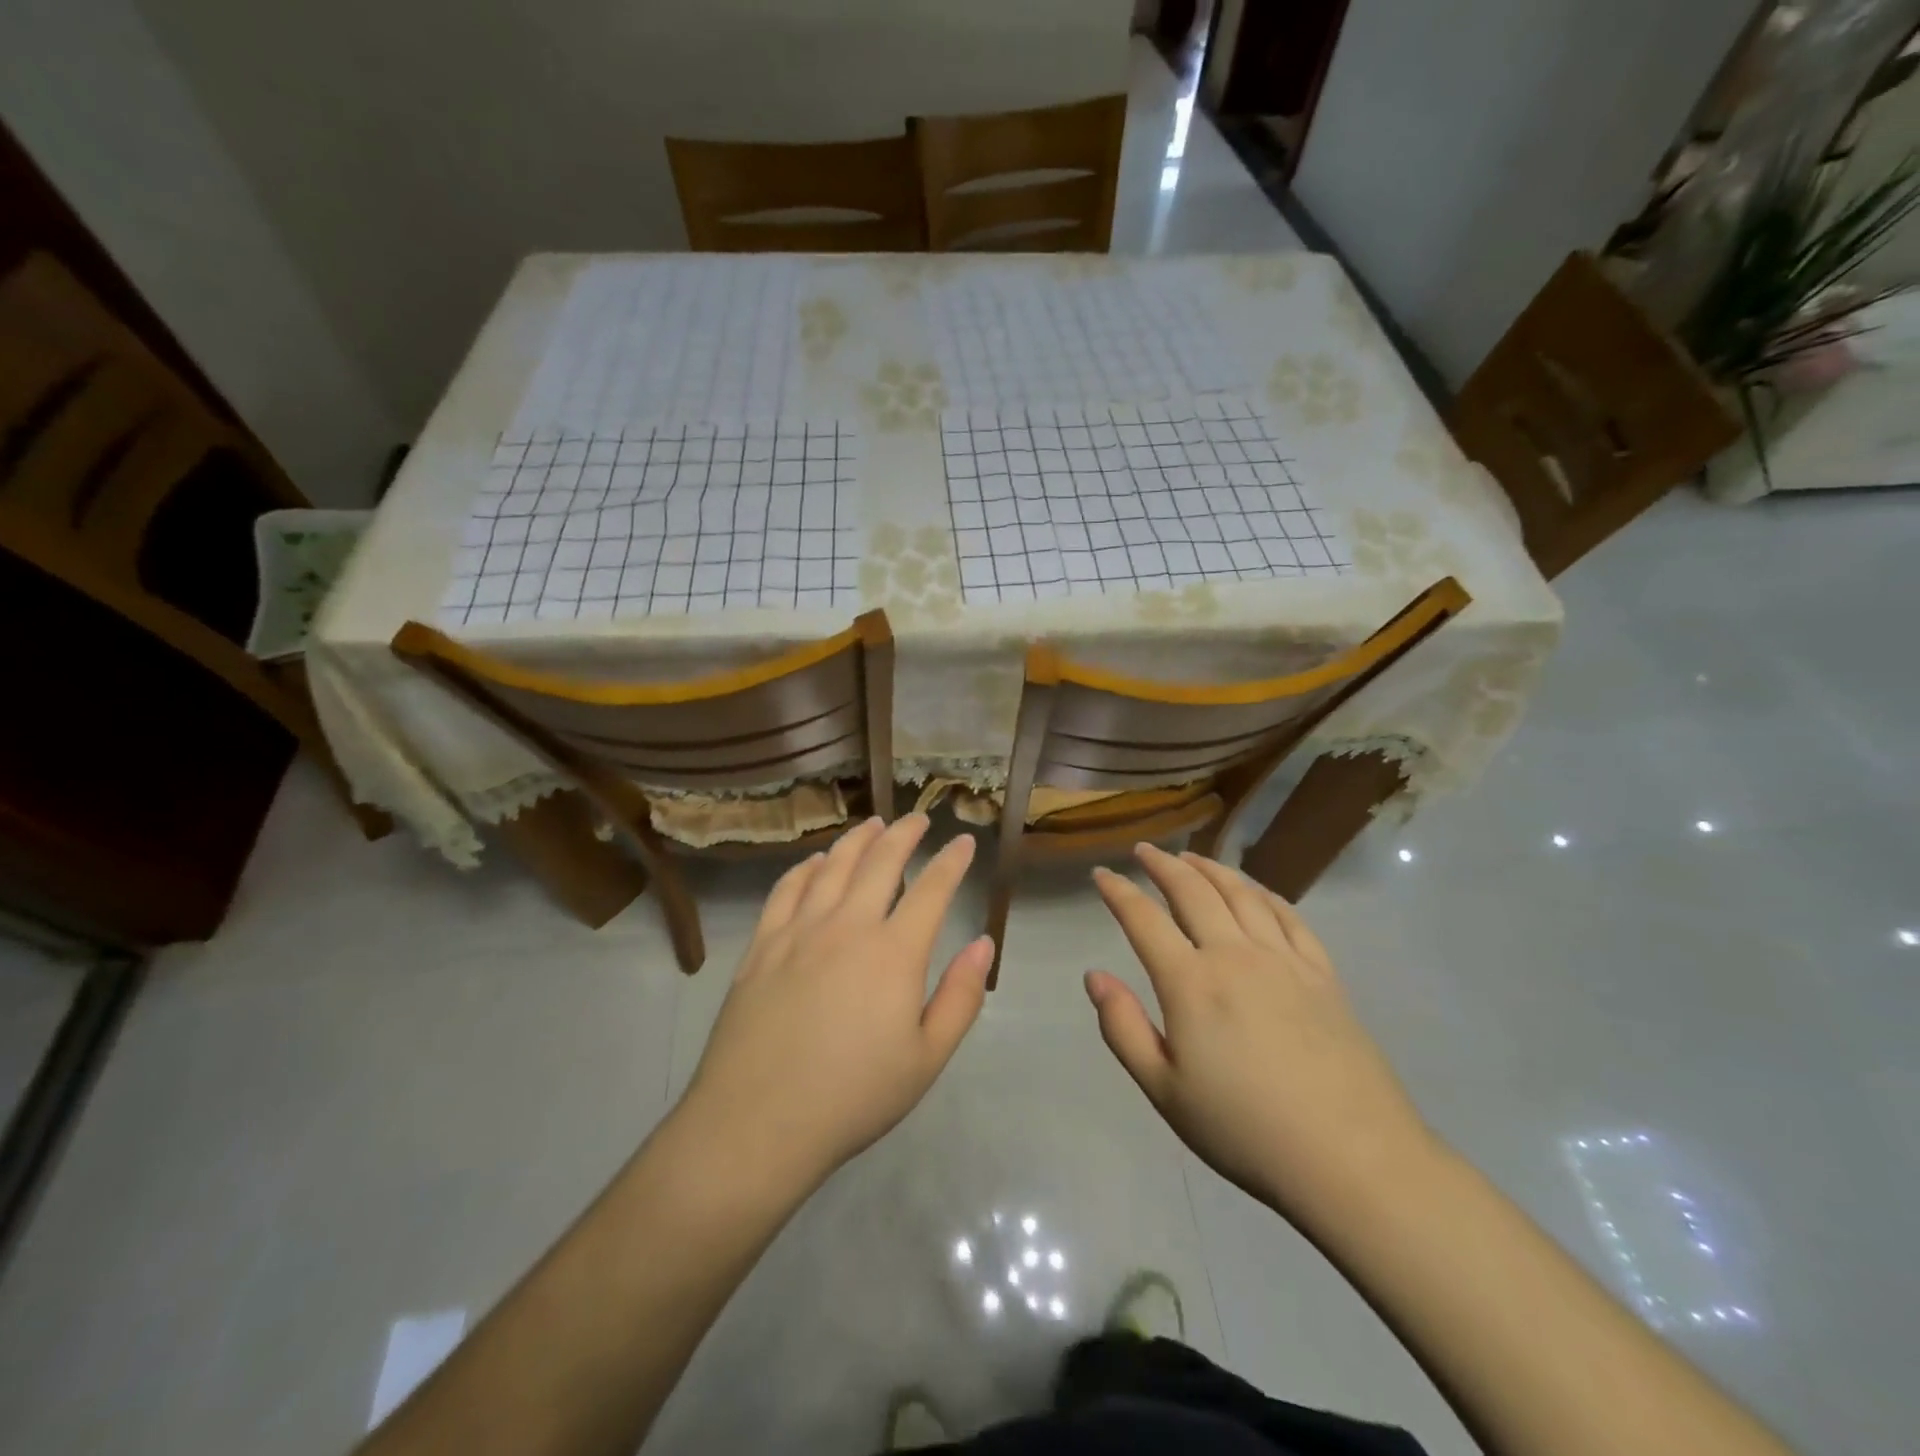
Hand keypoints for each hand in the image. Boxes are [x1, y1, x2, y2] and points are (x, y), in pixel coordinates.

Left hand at [677, 815, 992, 1192]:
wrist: (757, 1123)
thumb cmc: (853, 1097)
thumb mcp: (926, 1059)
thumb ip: (960, 997)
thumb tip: (983, 943)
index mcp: (894, 953)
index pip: (932, 889)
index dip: (951, 861)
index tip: (963, 842)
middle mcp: (848, 926)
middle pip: (881, 862)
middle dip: (905, 833)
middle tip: (919, 819)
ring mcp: (799, 931)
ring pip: (833, 865)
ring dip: (858, 839)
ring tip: (873, 824)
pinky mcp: (762, 945)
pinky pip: (787, 888)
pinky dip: (806, 867)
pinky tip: (816, 861)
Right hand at [1086, 846, 1436, 1225]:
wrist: (1351, 1159)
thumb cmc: (1245, 1130)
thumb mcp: (1165, 1091)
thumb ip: (1123, 1027)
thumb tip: (1094, 976)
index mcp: (1190, 983)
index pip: (1143, 920)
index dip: (1118, 891)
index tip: (1101, 873)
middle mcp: (1234, 955)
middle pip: (1193, 891)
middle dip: (1162, 865)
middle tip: (1144, 850)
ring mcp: (1284, 960)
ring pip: (1241, 893)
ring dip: (1210, 868)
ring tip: (1191, 857)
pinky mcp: (1323, 974)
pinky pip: (1289, 916)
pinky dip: (1264, 893)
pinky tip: (1254, 890)